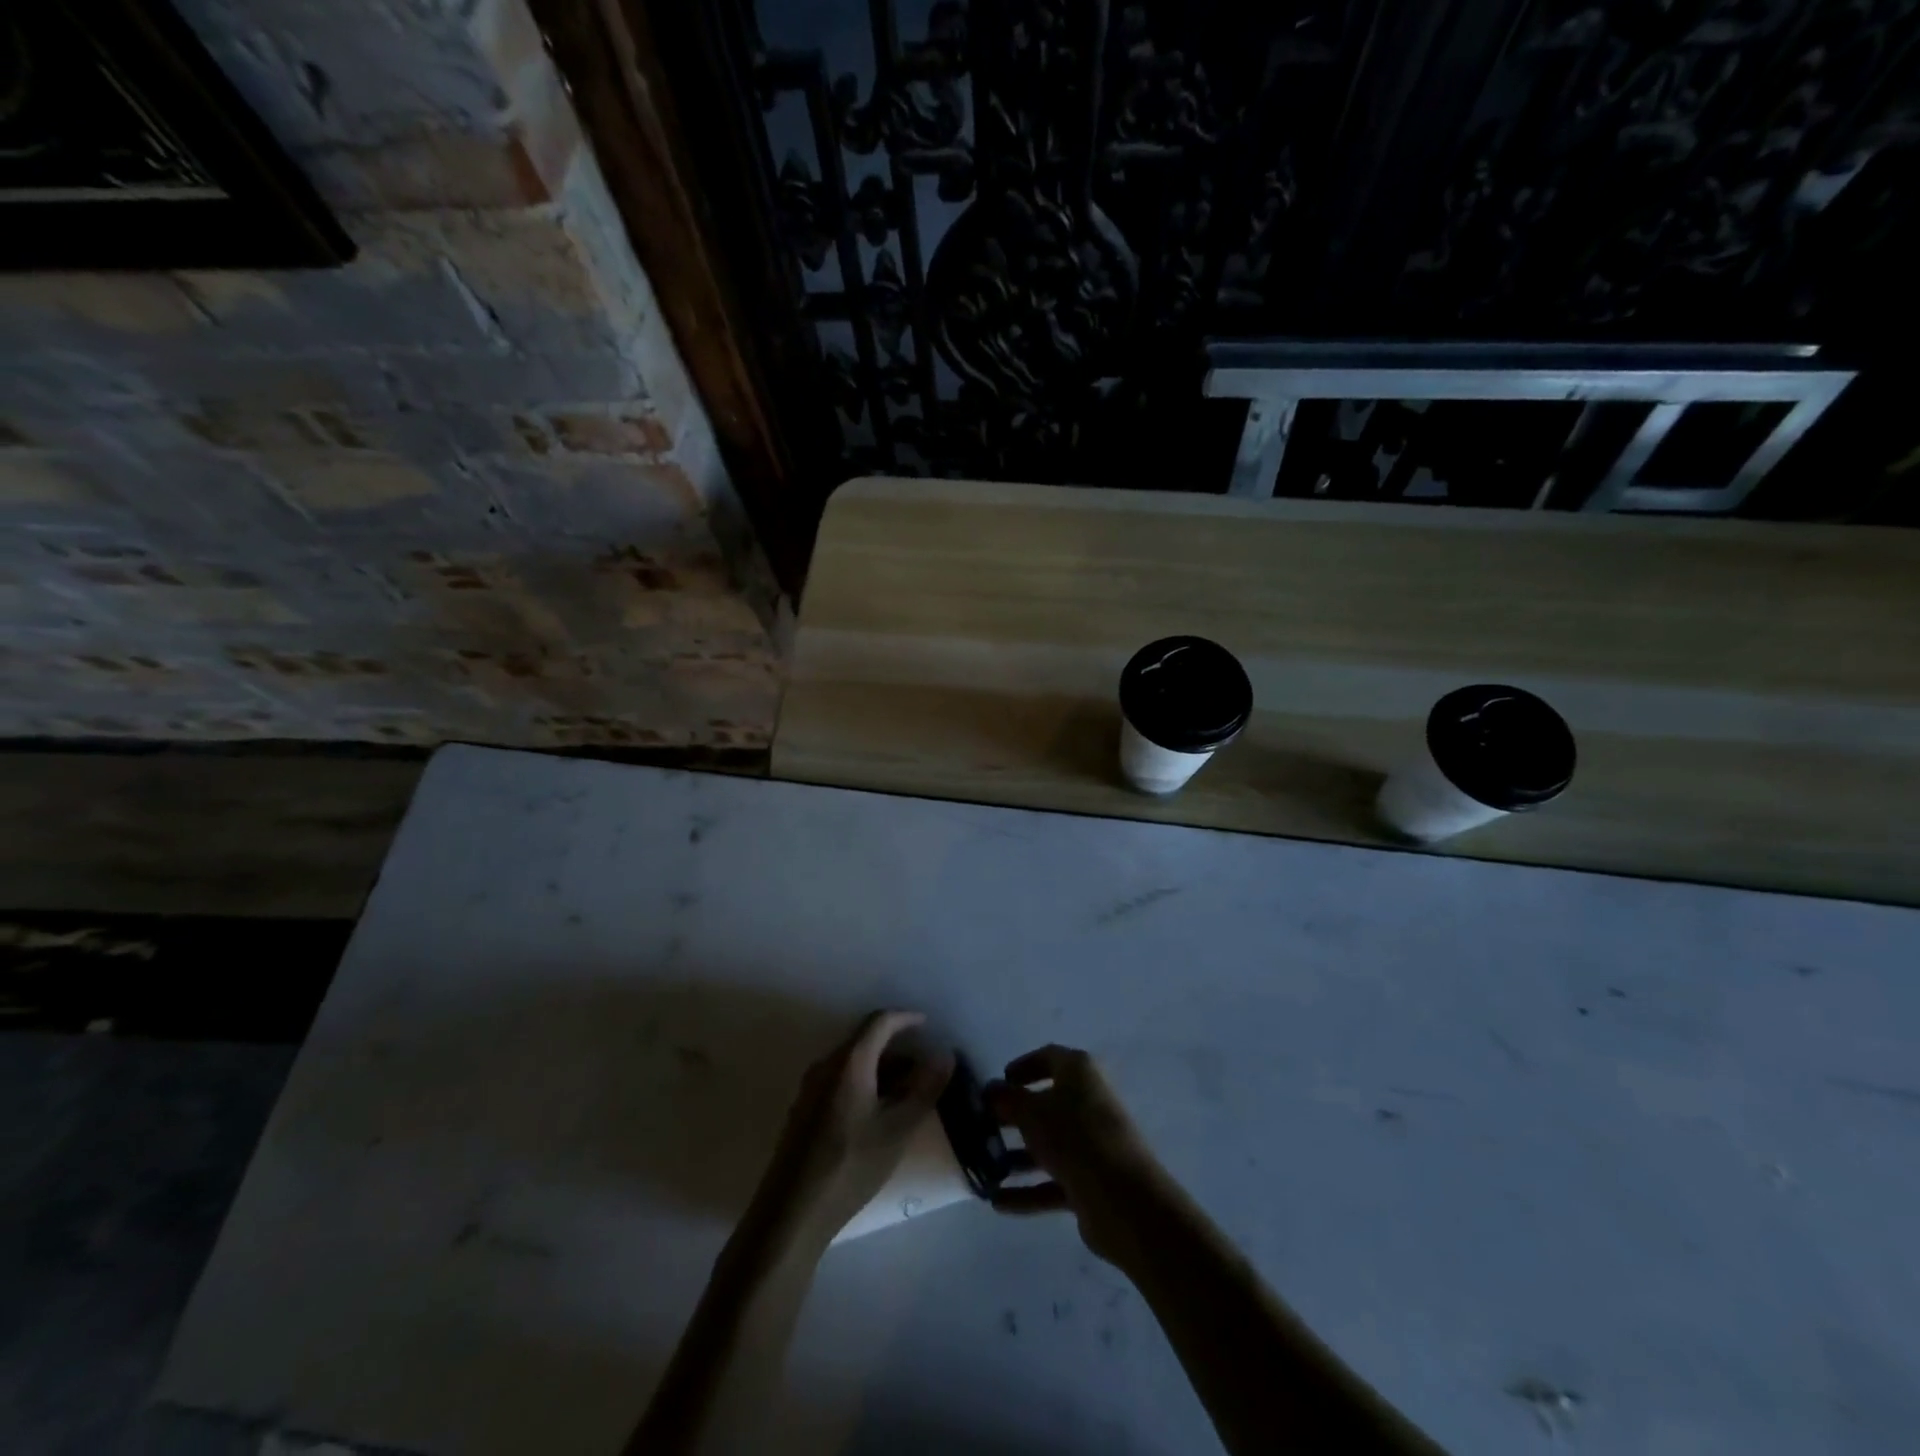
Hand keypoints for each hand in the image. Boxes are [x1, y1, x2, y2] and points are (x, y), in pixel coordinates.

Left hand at [740, 1010, 953, 1256]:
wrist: (791, 1213)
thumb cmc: (850, 1165)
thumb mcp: (898, 1129)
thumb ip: (924, 1089)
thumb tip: (944, 1055)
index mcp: (849, 1062)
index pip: (880, 1022)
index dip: (906, 1018)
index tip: (928, 1025)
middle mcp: (826, 1065)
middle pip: (866, 1042)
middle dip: (898, 1050)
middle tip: (924, 1071)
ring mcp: (811, 1088)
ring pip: (853, 1064)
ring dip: (882, 1071)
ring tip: (907, 1097)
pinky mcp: (804, 1111)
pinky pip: (840, 1081)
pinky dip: (865, 1084)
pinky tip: (877, 1115)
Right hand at [986, 1044, 1167, 1263]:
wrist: (1123, 1199)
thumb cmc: (1073, 1136)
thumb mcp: (1030, 1112)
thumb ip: (1006, 1099)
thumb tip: (991, 1090)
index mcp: (1080, 1073)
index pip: (1049, 1058)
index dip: (1024, 1066)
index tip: (1001, 1081)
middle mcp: (1089, 1102)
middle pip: (1047, 1104)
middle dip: (1015, 1116)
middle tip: (985, 1126)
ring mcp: (1092, 1144)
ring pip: (1049, 1145)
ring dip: (1018, 1157)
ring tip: (985, 1169)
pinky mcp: (1092, 1181)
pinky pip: (1054, 1181)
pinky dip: (1028, 1190)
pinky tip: (998, 1202)